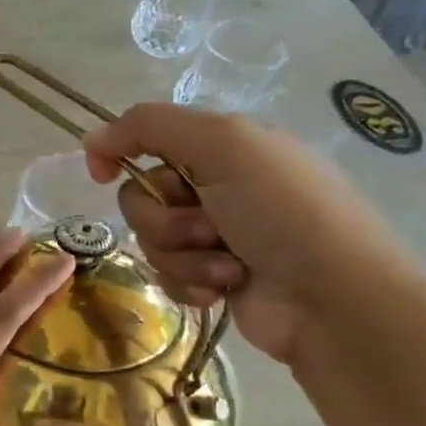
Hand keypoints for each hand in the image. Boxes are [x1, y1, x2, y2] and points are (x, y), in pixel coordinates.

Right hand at [84, 104, 419, 364]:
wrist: (334, 299)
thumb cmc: (283, 212)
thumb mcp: (224, 144)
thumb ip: (150, 127)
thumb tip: (91, 140)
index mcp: (223, 146)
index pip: (147, 137)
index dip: (119, 151)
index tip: (101, 173)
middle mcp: (216, 185)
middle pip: (141, 195)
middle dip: (164, 217)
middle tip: (206, 227)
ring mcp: (215, 235)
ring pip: (152, 239)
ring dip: (183, 254)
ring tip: (227, 265)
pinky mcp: (213, 277)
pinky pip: (167, 274)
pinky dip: (192, 281)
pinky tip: (225, 288)